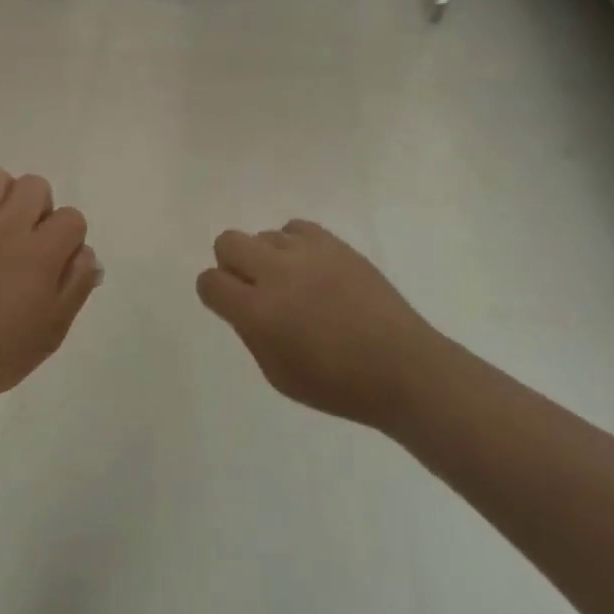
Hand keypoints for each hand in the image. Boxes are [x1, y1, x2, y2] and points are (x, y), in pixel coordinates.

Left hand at [0, 165, 100, 403]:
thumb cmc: (2, 351)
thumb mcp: (55, 327)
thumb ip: (78, 284)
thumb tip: (85, 252)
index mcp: (40, 253)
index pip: (72, 217)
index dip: (71, 238)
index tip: (58, 262)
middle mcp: (8, 227)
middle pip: (36, 185)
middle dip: (41, 210)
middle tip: (31, 243)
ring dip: (5, 198)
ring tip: (1, 229)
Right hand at [197, 220, 433, 428]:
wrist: (403, 368)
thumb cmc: (339, 385)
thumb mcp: (278, 375)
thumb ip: (251, 334)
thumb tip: (241, 305)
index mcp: (258, 312)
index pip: (210, 282)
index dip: (213, 293)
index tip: (227, 304)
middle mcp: (276, 273)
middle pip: (227, 242)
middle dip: (231, 264)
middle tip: (253, 288)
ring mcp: (307, 253)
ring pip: (263, 234)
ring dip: (267, 257)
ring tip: (292, 283)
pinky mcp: (334, 243)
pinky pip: (295, 228)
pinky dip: (294, 245)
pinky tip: (310, 269)